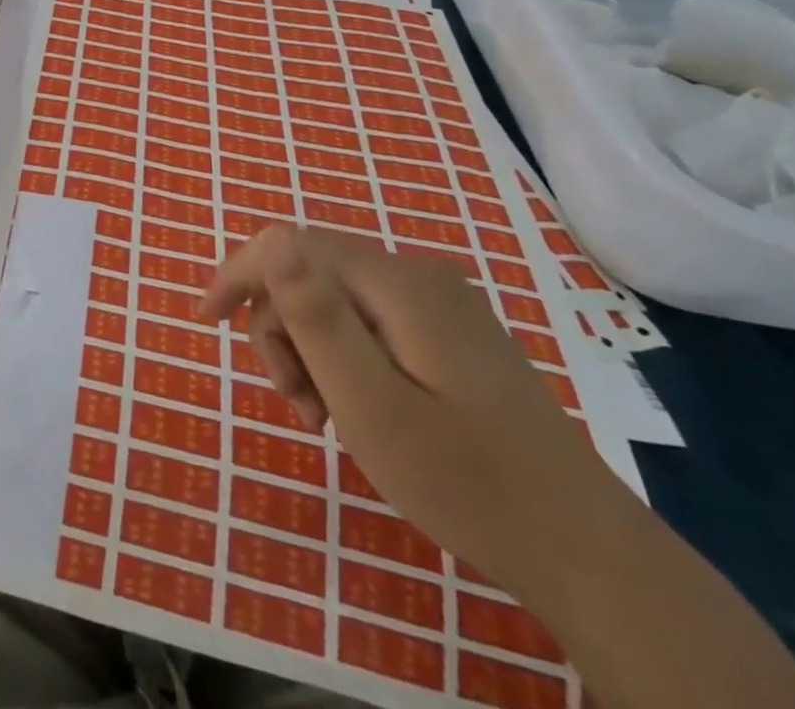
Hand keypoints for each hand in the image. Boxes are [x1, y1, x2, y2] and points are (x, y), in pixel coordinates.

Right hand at [200, 226, 623, 594]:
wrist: (589, 556)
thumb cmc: (467, 483)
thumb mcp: (371, 405)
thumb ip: (316, 317)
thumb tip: (269, 239)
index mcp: (398, 283)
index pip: (288, 244)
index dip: (237, 274)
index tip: (206, 322)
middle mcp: (418, 275)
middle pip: (309, 273)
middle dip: (281, 329)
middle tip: (293, 402)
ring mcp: (439, 303)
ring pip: (333, 299)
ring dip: (309, 349)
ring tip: (321, 415)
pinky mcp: (448, 333)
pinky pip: (366, 322)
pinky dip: (341, 358)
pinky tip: (352, 406)